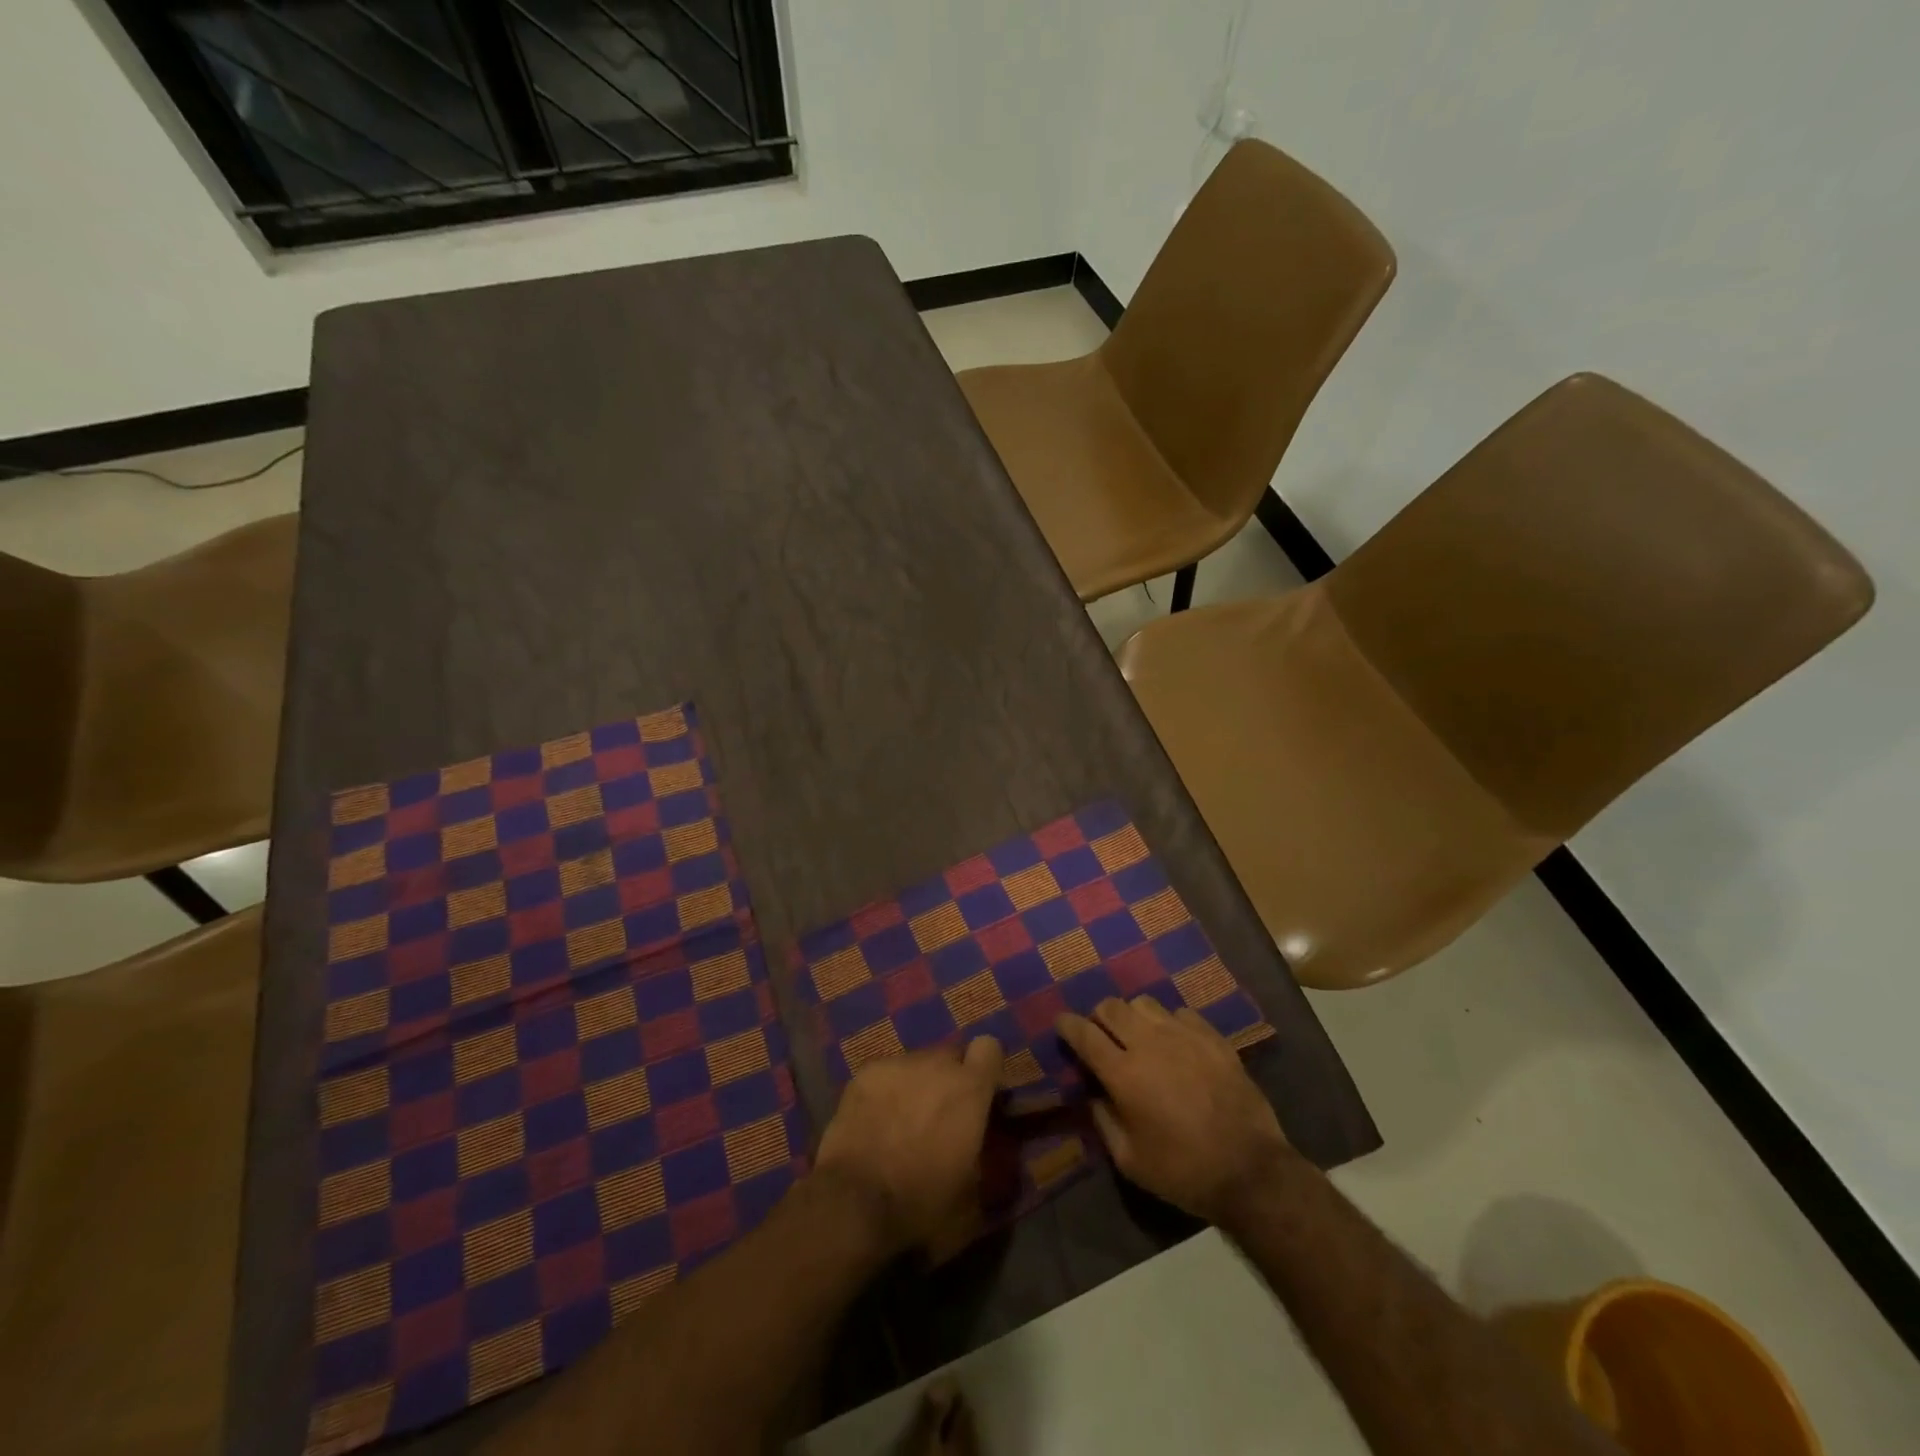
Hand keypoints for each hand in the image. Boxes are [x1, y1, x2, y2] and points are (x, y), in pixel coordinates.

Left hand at [814, 1038, 1003, 1250]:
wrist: (854, 1207)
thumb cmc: (922, 1206)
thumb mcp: (973, 1199)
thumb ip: (986, 1161)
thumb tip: (983, 1151)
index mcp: (969, 1089)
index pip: (989, 1048)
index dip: (986, 1069)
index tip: (981, 1095)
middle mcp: (935, 1065)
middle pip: (950, 1055)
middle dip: (950, 1079)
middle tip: (941, 1116)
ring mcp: (896, 1064)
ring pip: (916, 1064)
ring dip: (917, 1085)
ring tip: (902, 1123)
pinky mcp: (864, 1074)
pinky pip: (885, 1074)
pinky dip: (886, 1092)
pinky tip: (874, 1122)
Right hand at [1056, 997, 1290, 1223]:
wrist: (1251, 1171)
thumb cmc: (1183, 1171)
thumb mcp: (1129, 1160)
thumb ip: (1103, 1120)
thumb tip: (1093, 1093)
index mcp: (1123, 1073)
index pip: (1083, 1033)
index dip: (1067, 1025)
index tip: (1062, 1024)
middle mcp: (1148, 1043)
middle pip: (1111, 1007)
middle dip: (1098, 1016)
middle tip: (1100, 1034)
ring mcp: (1183, 1035)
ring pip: (1144, 1003)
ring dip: (1132, 1015)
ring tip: (1138, 1036)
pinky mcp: (1212, 1037)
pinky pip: (1180, 1013)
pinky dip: (1169, 1022)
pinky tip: (1175, 1043)